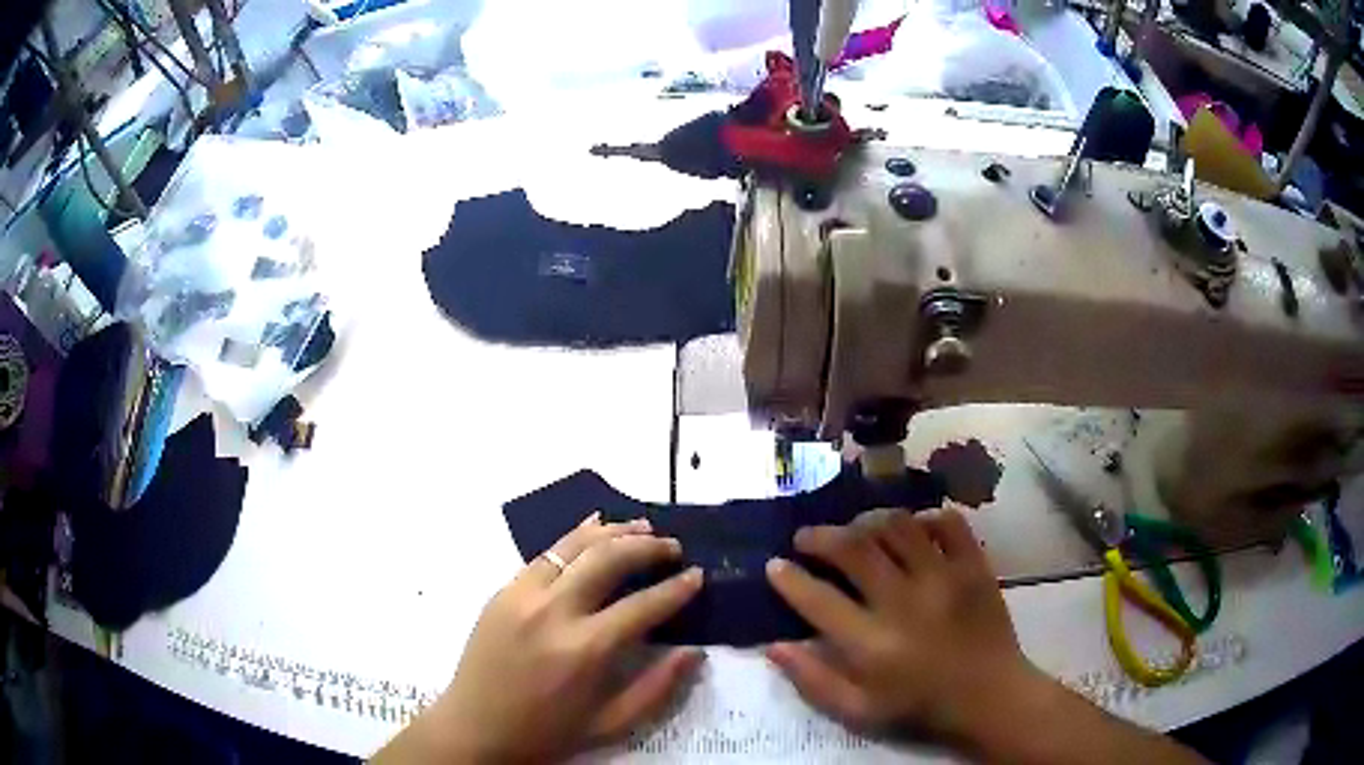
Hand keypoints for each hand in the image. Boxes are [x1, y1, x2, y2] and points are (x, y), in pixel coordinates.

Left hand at [377, 514, 703, 763]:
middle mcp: (554, 611)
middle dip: (649, 547)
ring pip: (575, 544)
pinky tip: (594, 528)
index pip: (643, 605)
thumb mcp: (610, 724)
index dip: (677, 588)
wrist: (474, 728)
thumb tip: (694, 652)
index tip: (698, 576)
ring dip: (614, 531)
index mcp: (585, 650)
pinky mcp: (503, 590)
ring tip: (643, 528)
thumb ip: (657, 688)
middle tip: (674, 548)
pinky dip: (575, 536)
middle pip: (609, 559)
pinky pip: (545, 553)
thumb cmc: (547, 733)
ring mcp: (523, 595)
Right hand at [764, 509, 1040, 744]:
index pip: (818, 600)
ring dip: (868, 522)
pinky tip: (913, 529)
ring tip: (856, 529)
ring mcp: (944, 578)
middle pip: (855, 550)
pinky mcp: (974, 566)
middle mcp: (904, 603)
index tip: (774, 565)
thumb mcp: (858, 710)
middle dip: (821, 537)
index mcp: (872, 644)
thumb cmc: (919, 706)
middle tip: (806, 537)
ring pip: (898, 527)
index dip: (789, 578)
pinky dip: (926, 519)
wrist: (989, 695)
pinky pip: (948, 523)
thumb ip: (813, 680)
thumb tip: (774, 645)